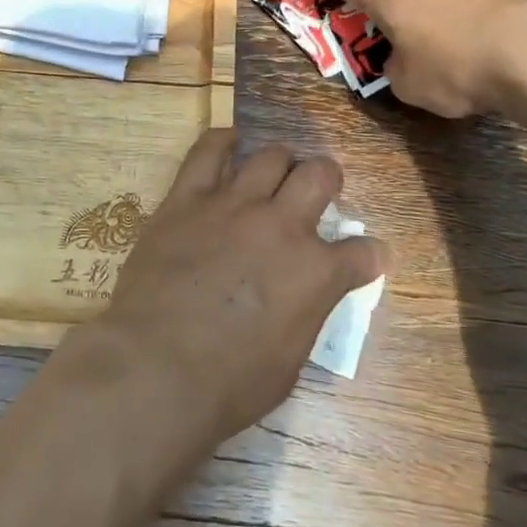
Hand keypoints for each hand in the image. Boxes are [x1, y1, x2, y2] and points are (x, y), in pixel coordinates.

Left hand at [86, 130, 386, 444]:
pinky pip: (208, 151)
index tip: (367, 257)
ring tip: (276, 170)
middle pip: (320, 176)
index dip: (369, 255)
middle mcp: (282, 226)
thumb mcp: (289, 362)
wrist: (157, 365)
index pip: (363, 253)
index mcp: (316, 273)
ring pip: (271, 156)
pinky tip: (229, 142)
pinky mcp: (187, 198)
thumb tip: (306, 296)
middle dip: (328, 179)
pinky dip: (222, 142)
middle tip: (318, 190)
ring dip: (282, 162)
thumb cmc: (228, 384)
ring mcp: (233, 205)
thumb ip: (305, 315)